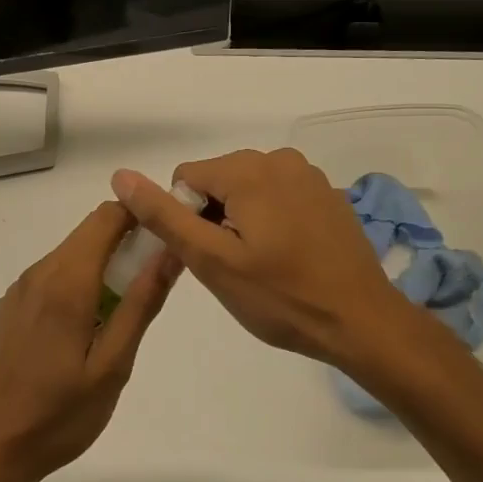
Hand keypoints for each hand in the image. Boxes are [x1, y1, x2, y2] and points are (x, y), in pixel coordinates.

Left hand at [0, 203, 179, 481]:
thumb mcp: (113, 365)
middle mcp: (38, 274)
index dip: (140, 215)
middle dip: (125, 241)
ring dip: (101, 265)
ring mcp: (18, 291)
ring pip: (69, 255)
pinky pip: (50, 278)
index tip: (167, 235)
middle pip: (88, 233)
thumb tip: (170, 251)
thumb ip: (141, 303)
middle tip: (153, 280)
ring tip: (123, 310)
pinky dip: (76, 283)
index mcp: (67, 282)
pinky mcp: (8, 309)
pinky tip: (84, 328)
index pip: (107, 217)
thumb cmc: (60, 414)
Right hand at [112, 150, 435, 370]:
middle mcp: (279, 159)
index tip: (210, 256)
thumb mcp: (212, 260)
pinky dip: (271, 220)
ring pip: (247, 190)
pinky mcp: (327, 194)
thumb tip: (120, 176)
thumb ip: (164, 216)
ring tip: (262, 264)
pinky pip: (278, 197)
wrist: (361, 322)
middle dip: (214, 218)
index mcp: (248, 169)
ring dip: (242, 220)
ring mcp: (309, 175)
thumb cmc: (281, 297)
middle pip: (217, 181)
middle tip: (234, 266)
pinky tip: (288, 257)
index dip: (186, 219)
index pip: (185, 178)